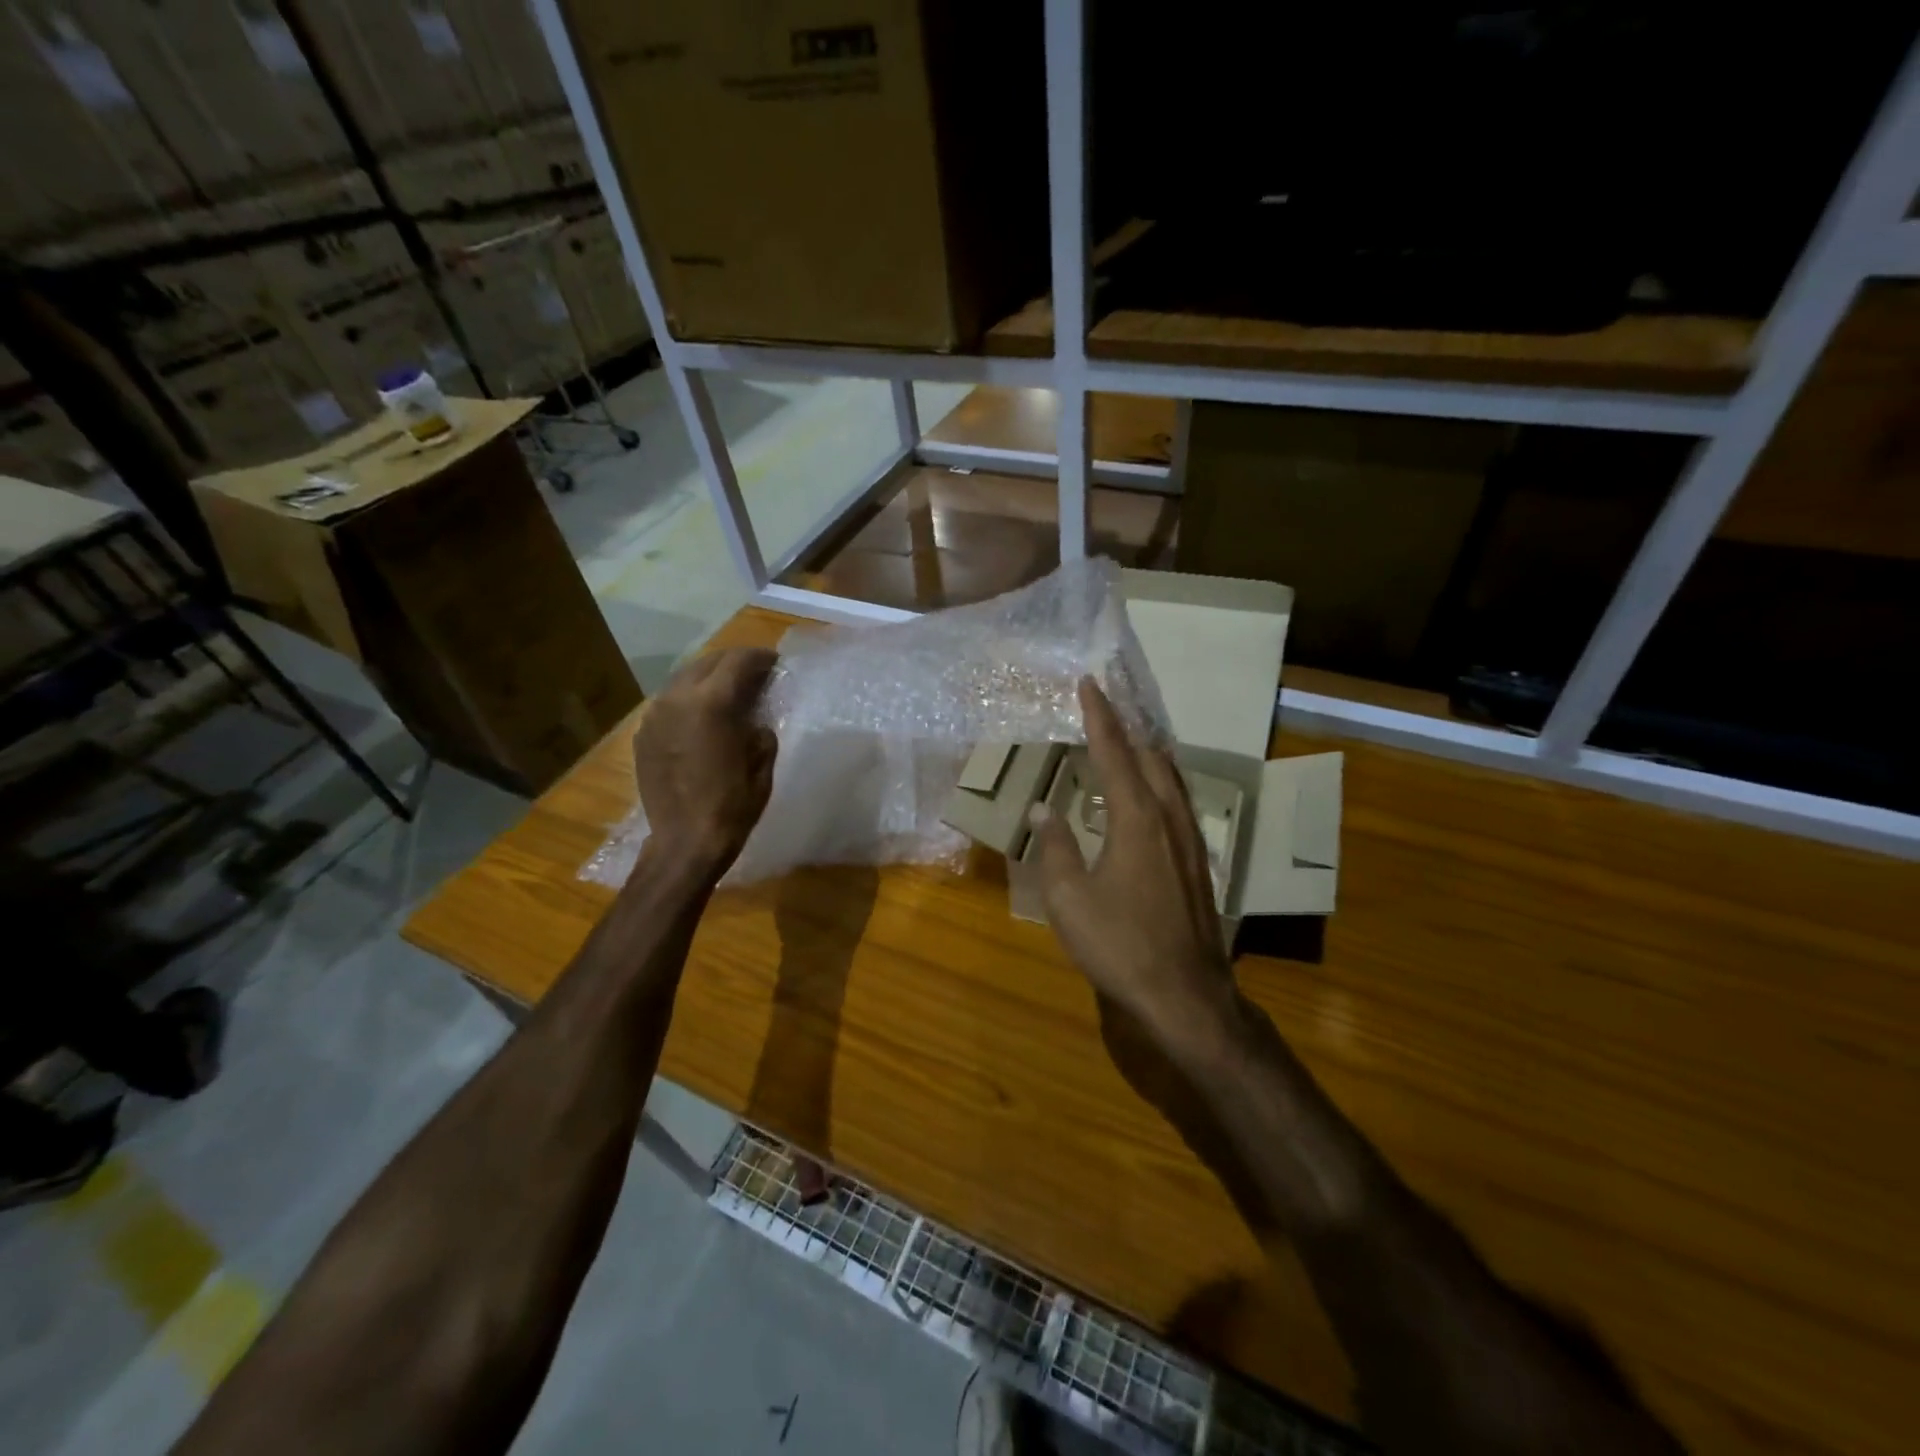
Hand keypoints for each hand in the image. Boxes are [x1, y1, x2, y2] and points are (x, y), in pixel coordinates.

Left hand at [631, 648, 777, 879]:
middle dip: (733, 663)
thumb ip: (760, 728)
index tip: (775, 664)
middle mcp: (677, 699)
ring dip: (709, 678)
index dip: (760, 658)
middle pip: (707, 662)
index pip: (738, 661)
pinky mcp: (643, 734)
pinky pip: (669, 702)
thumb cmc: (733, 805)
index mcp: (712, 703)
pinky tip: (702, 716)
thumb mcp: (762, 763)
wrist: (685, 842)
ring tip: (729, 692)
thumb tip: (754, 716)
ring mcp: (655, 715)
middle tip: (755, 674)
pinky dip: (689, 699)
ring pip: (684, 679)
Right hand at [1031, 678, 1236, 1047]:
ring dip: (1149, 753)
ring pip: (1172, 779)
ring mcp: (1190, 841)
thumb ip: (1056, 848)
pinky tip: (1153, 795)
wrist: (1185, 995)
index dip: (1100, 717)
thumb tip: (1042, 810)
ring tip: (1131, 739)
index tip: (1090, 684)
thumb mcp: (1069, 899)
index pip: (1114, 753)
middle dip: (1129, 727)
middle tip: (1109, 705)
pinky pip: (1180, 803)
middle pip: (1152, 757)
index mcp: (1136, 819)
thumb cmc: (1119, 945)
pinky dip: (1162, 781)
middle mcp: (1169, 818)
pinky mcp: (1199, 862)